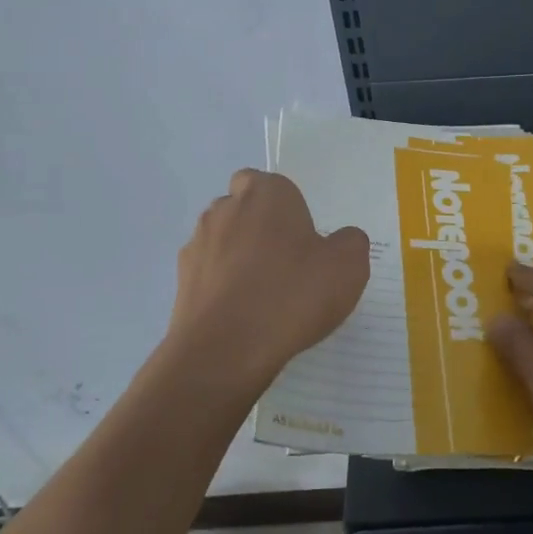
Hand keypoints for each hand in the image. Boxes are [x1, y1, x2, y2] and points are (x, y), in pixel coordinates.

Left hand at [167, 169, 369, 386]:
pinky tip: (244, 316)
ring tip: (266, 295)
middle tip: (288, 263)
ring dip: (239, 257)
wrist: (226, 351)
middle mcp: (225, 209)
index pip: (268, 182)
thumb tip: (340, 241)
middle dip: (260, 227)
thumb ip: (350, 242)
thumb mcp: (348, 266)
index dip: (285, 207)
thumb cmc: (292, 295)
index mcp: (265, 194)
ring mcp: (198, 245)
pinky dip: (224, 287)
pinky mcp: (182, 282)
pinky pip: (209, 274)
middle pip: (243, 208)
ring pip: (223, 240)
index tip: (303, 237)